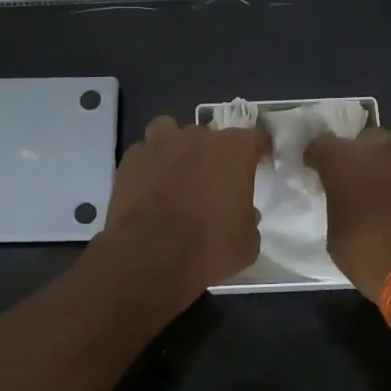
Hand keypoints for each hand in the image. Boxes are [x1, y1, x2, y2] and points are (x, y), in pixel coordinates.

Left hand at [100, 115, 268, 300]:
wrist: (149, 258)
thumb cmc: (207, 249)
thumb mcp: (246, 243)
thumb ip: (248, 219)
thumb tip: (245, 214)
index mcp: (233, 151)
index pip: (255, 137)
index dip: (258, 150)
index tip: (259, 163)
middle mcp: (197, 138)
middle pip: (210, 135)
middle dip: (214, 154)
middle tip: (213, 181)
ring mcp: (160, 144)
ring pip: (171, 131)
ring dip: (177, 148)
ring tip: (177, 173)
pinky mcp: (130, 160)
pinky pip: (145, 153)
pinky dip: (150, 165)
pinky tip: (149, 186)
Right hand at [304, 118, 390, 302]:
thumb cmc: (374, 259)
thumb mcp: (338, 238)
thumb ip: (339, 206)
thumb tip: (346, 202)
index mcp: (345, 162)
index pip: (321, 144)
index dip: (318, 157)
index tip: (317, 170)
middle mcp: (381, 149)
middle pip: (365, 137)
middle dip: (360, 154)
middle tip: (360, 179)